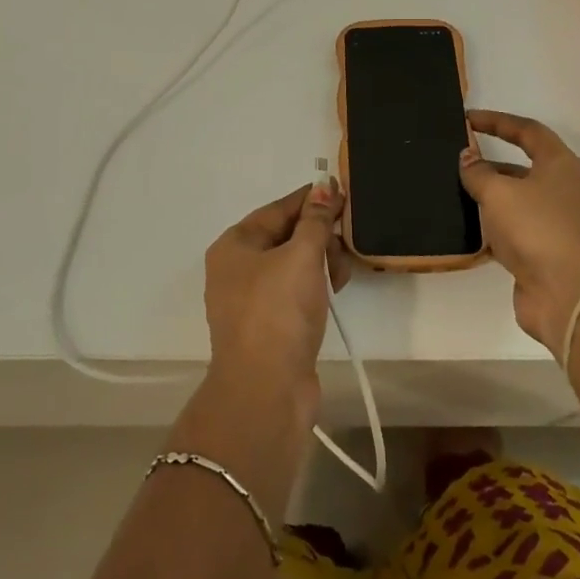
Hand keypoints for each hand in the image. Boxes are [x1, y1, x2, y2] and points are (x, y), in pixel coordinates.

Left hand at [202, 179, 350, 408]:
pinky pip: (295, 292)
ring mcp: (251, 301)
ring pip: (293, 265)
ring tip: (340, 277)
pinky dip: (315, 287)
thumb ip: (315, 220)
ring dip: (320, 263)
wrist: (266, 391)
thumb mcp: (301, 256)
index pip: (278, 208)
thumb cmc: (279, 311)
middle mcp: (236, 269)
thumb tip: (323, 187)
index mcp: (234, 245)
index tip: (342, 193)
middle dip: (318, 237)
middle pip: (285, 236)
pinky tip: (333, 293)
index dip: (310, 200)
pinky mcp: (268, 327)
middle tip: (344, 246)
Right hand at [460, 110, 579, 357]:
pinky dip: (492, 227)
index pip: (528, 130)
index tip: (468, 119)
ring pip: (517, 200)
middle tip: (457, 160)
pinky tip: (466, 228)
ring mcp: (555, 223)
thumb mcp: (499, 192)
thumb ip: (478, 172)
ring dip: (489, 196)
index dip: (497, 121)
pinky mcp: (544, 252)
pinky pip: (513, 230)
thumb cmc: (537, 228)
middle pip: (523, 166)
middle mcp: (562, 189)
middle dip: (490, 162)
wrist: (568, 294)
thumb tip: (467, 157)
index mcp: (560, 165)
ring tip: (455, 192)